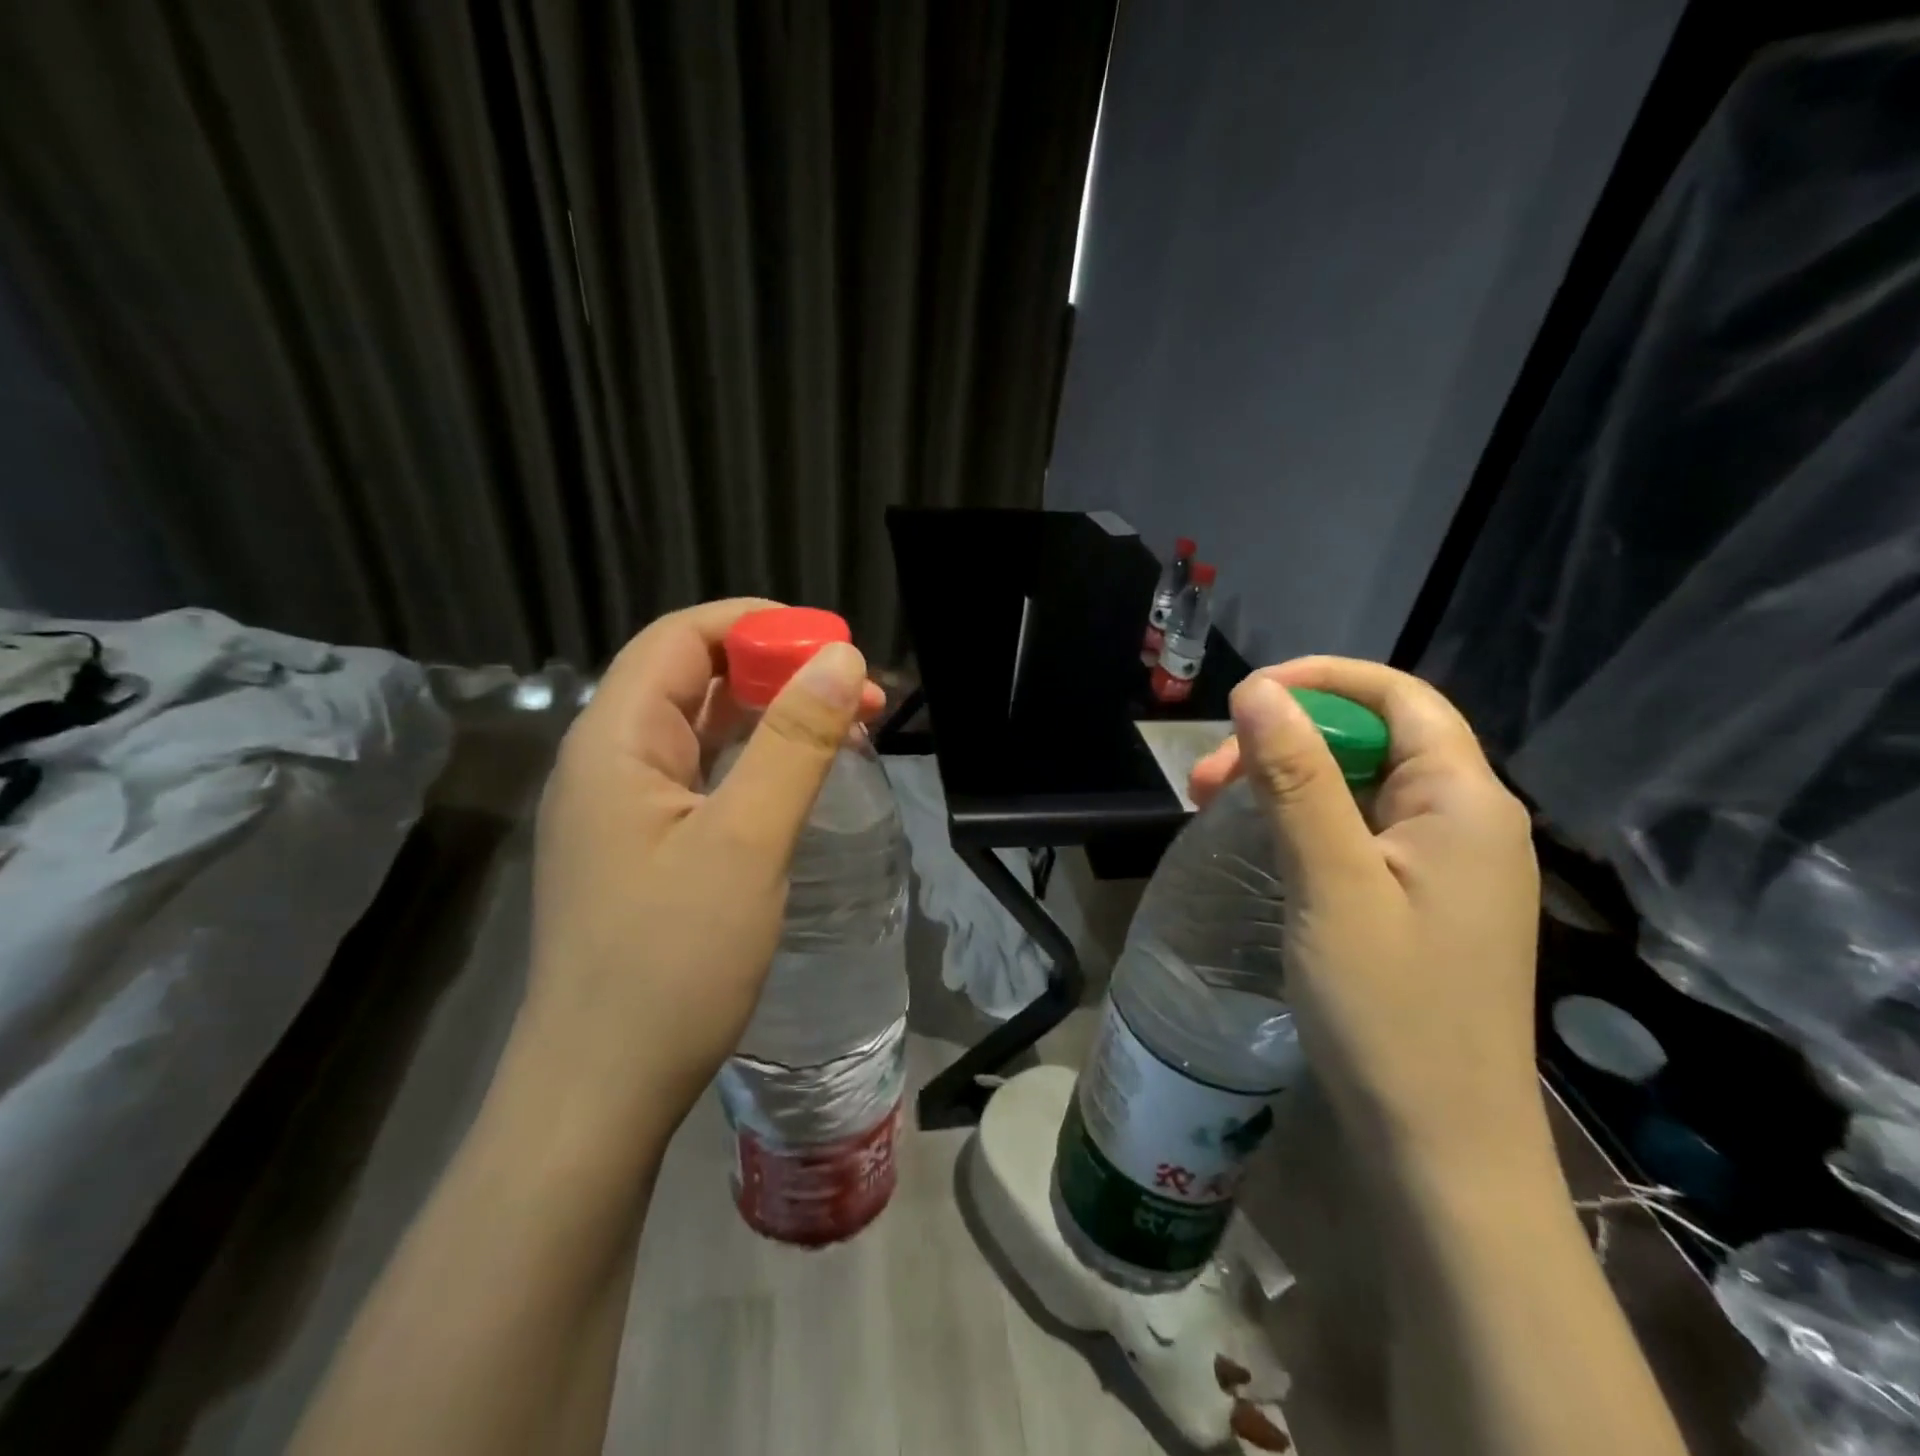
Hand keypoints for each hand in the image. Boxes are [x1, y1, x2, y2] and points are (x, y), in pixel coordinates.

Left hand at [517, 600, 884, 1137]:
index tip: (834, 645)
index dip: (759, 625)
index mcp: (615, 740)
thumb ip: (794, 742)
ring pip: (703, 729)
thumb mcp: (746, 841)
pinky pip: (705, 777)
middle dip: (778, 671)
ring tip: (847, 727)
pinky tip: (801, 778)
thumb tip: (841, 657)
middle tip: (859, 693)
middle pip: (693, 678)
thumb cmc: (671, 962)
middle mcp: (610, 761)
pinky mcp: (646, 848)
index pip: (682, 638)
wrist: (603, 1091)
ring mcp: (626, 808)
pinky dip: (757, 762)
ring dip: (773, 717)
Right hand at [1190, 658, 1542, 1175]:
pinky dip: (1306, 822)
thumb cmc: (1388, 1010)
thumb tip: (1257, 690)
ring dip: (1288, 782)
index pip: (1399, 697)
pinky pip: (1361, 832)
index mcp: (1464, 802)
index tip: (1246, 699)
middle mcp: (1468, 821)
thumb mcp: (1331, 883)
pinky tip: (1261, 843)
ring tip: (1214, 807)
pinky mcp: (1424, 901)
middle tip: (1208, 779)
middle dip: (1288, 739)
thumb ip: (1297, 779)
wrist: (1440, 1145)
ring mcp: (1448, 866)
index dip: (1322, 680)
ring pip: (1361, 788)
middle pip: (1375, 740)